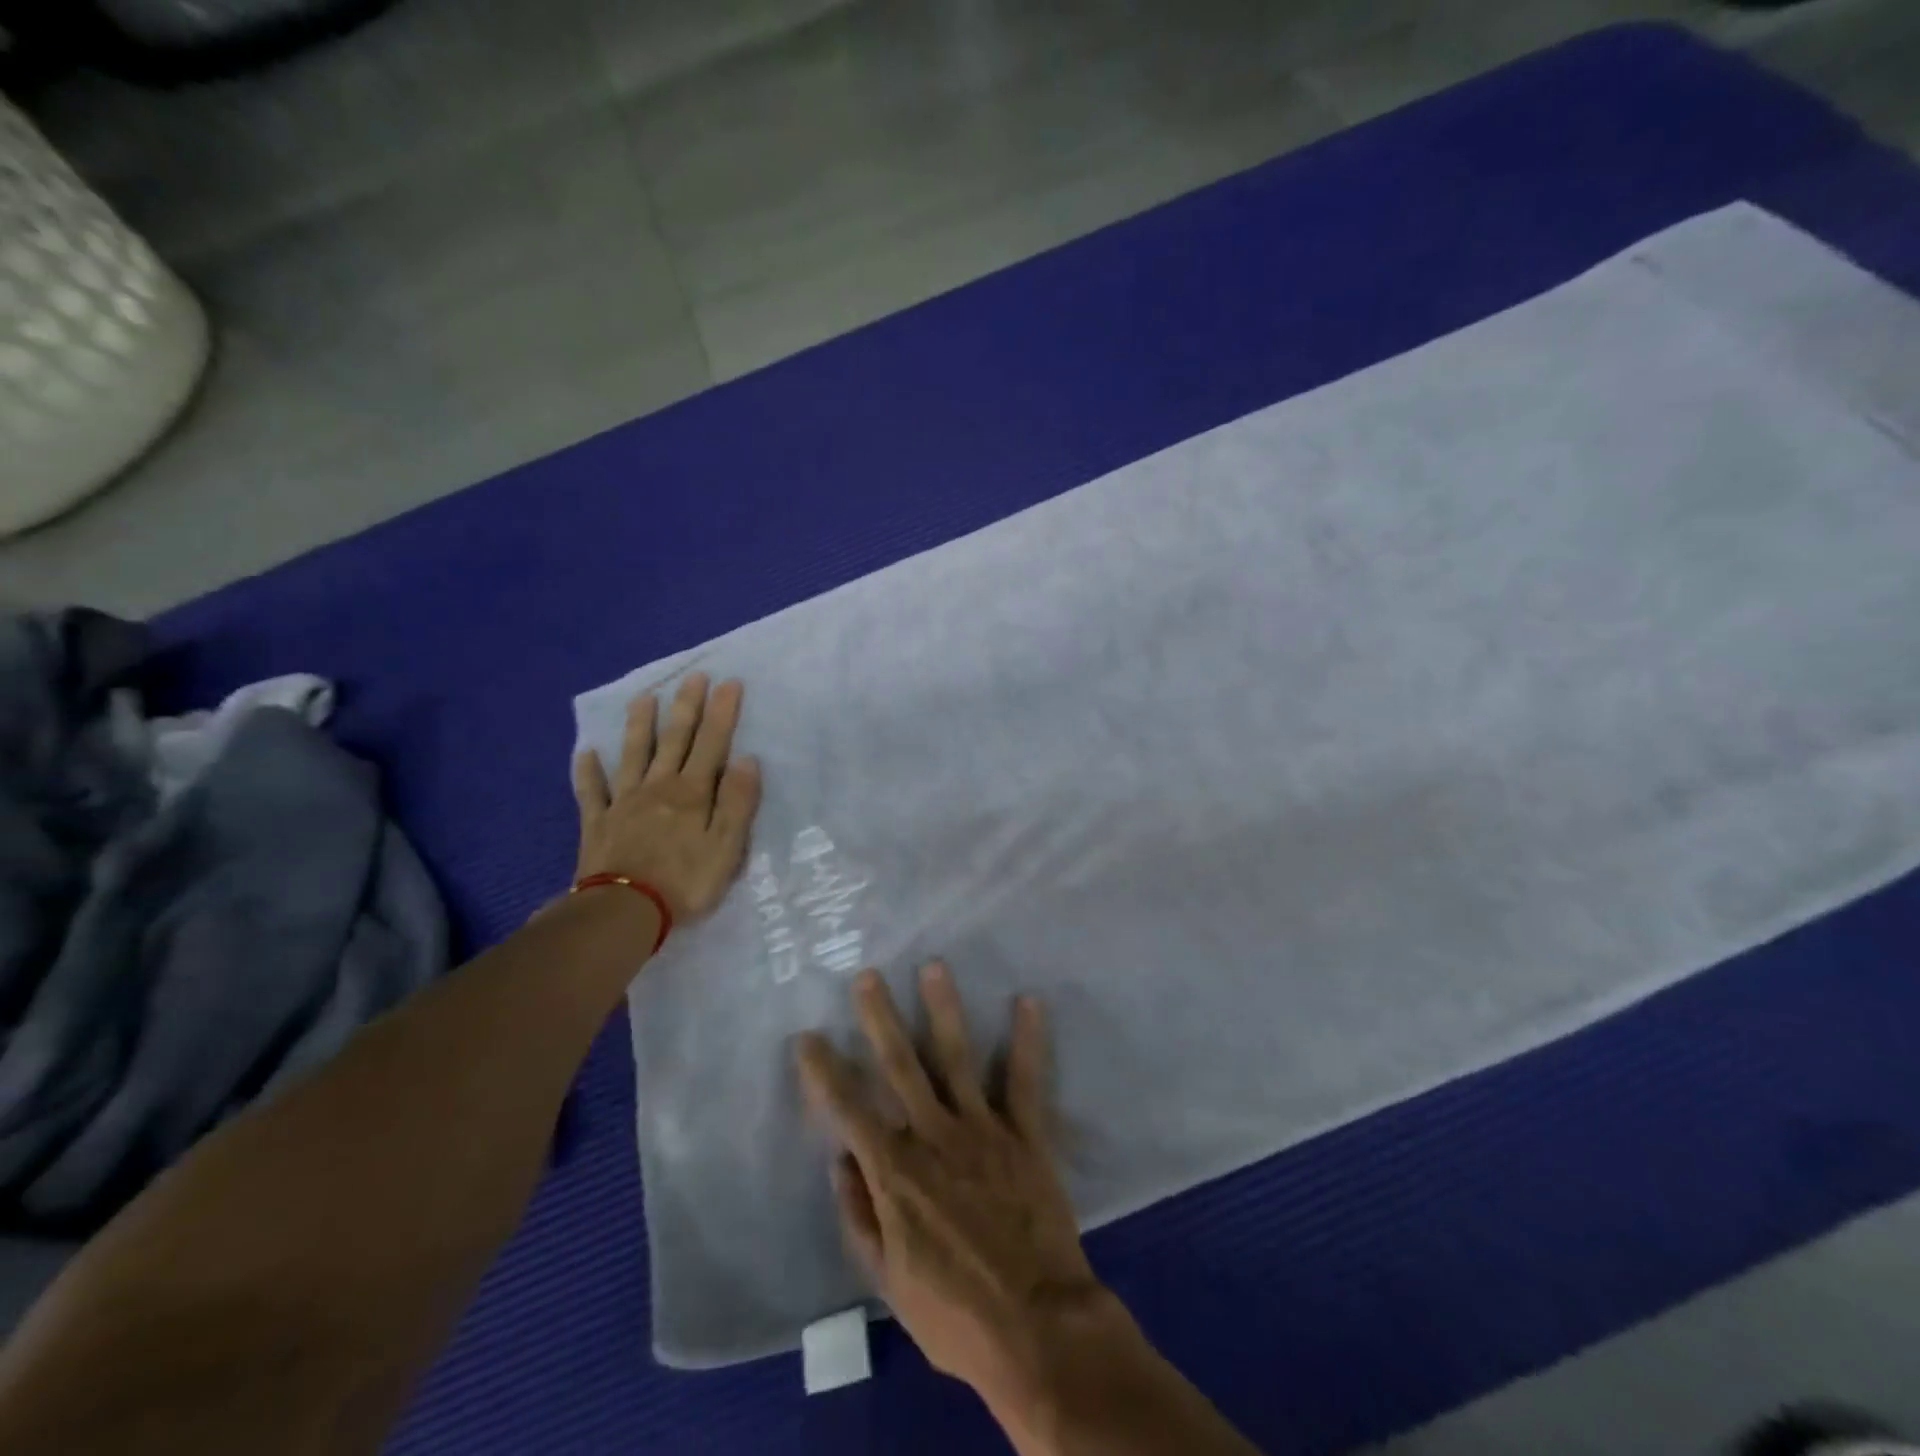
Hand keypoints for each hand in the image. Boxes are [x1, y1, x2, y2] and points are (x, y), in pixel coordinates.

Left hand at [571, 673, 761, 921]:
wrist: (624, 912)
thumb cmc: (685, 881)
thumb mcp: (727, 846)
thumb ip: (738, 802)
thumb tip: (747, 760)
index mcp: (693, 793)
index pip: (712, 744)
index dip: (722, 713)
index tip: (729, 683)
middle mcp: (658, 788)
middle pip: (674, 740)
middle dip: (686, 707)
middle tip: (693, 676)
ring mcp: (624, 803)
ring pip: (633, 755)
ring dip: (640, 725)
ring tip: (643, 698)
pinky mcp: (598, 823)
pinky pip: (592, 791)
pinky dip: (588, 771)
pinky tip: (586, 753)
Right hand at [795, 963, 1110, 1405]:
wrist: (1037, 1329)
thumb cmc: (955, 1315)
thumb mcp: (889, 1283)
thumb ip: (861, 1217)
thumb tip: (840, 1161)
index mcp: (896, 1172)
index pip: (849, 1110)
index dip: (824, 1073)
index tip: (807, 1037)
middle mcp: (935, 1136)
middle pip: (900, 1067)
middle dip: (880, 1019)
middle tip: (867, 976)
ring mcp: (983, 1129)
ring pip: (957, 1058)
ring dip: (944, 1010)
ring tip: (935, 966)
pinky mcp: (1026, 1135)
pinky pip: (1026, 1081)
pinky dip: (1028, 1041)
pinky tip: (1029, 1002)